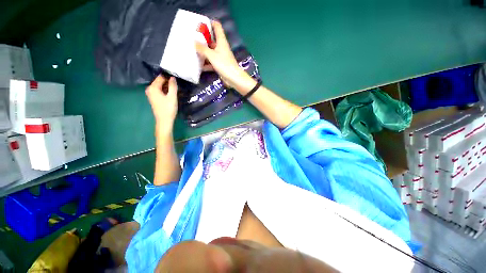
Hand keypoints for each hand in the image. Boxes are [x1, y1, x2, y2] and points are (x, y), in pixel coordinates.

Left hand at [146, 76, 177, 131]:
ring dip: (167, 87)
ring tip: (175, 91)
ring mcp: (151, 94)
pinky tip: (171, 95)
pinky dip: (165, 91)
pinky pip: (159, 91)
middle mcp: (149, 89)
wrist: (164, 120)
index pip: (161, 77)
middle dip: (168, 83)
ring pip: (160, 86)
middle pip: (160, 81)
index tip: (177, 81)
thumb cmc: (168, 108)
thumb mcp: (172, 96)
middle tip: (177, 87)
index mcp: (153, 87)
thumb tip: (173, 77)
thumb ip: (173, 86)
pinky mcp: (153, 98)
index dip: (169, 78)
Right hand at [195, 21, 253, 91]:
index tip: (200, 22)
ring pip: (211, 52)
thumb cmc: (224, 64)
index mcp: (221, 41)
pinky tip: (199, 66)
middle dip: (203, 39)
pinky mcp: (220, 65)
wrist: (234, 79)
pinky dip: (206, 64)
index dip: (210, 22)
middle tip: (192, 37)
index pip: (217, 27)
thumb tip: (194, 41)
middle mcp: (221, 47)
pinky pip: (211, 62)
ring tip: (192, 50)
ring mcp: (221, 57)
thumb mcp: (211, 55)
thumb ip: (202, 49)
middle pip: (212, 40)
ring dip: (203, 52)